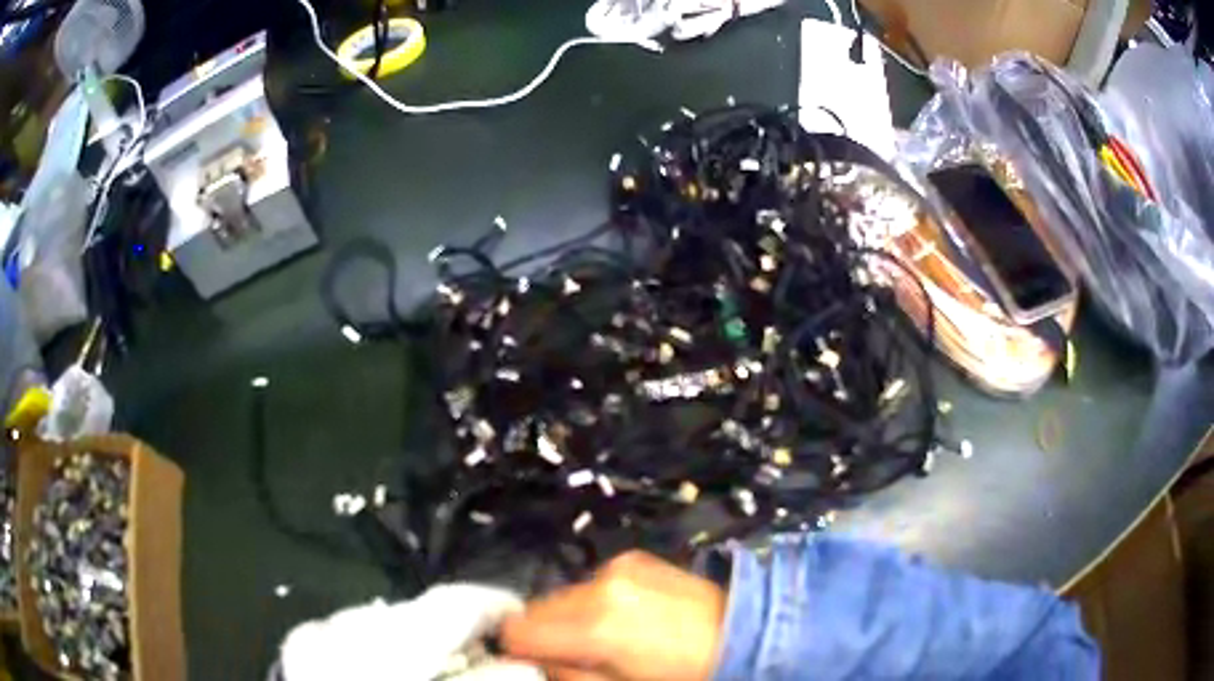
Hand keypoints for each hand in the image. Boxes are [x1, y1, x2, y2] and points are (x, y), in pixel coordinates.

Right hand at [500, 551, 726, 680]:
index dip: (516, 648)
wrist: (740, 633)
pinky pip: (591, 583)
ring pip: (562, 594)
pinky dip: (593, 601)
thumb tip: (539, 663)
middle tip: (570, 654)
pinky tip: (621, 617)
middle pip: (537, 608)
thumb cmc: (679, 673)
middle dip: (544, 632)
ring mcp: (617, 567)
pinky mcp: (633, 558)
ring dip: (569, 616)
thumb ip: (568, 675)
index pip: (518, 628)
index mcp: (594, 626)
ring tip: (601, 636)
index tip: (528, 660)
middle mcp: (599, 586)